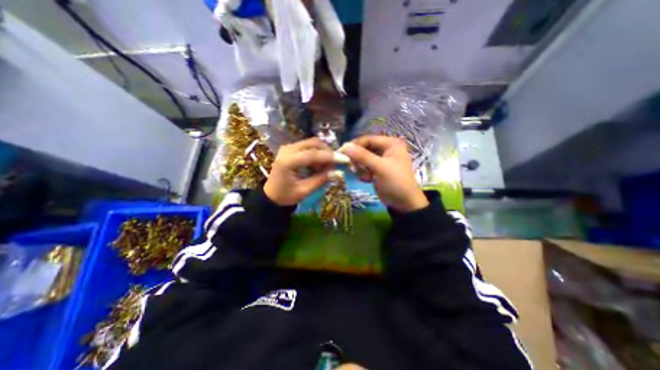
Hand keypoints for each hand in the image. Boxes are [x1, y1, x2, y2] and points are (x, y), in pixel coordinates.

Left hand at [265, 138, 334, 204]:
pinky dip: (316, 155)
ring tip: (325, 168)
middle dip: (327, 152)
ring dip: (322, 153)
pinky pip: (308, 147)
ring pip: (312, 143)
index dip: (330, 156)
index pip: (312, 154)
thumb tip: (335, 171)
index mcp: (287, 162)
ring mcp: (288, 148)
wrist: (271, 196)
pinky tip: (317, 166)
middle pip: (313, 143)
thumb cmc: (285, 196)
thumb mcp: (304, 191)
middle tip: (335, 164)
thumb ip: (320, 180)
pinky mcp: (291, 149)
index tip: (344, 159)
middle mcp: (287, 150)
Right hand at [341, 136, 428, 211]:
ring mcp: (381, 160)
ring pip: (362, 159)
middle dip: (358, 159)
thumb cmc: (395, 182)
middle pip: (364, 148)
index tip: (342, 152)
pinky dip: (363, 173)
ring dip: (360, 168)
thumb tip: (345, 146)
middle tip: (353, 167)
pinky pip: (364, 167)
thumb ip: (362, 156)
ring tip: (364, 176)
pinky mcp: (377, 169)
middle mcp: (385, 149)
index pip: (368, 139)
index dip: (355, 145)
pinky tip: (367, 180)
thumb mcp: (380, 167)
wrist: (404, 203)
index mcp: (390, 143)